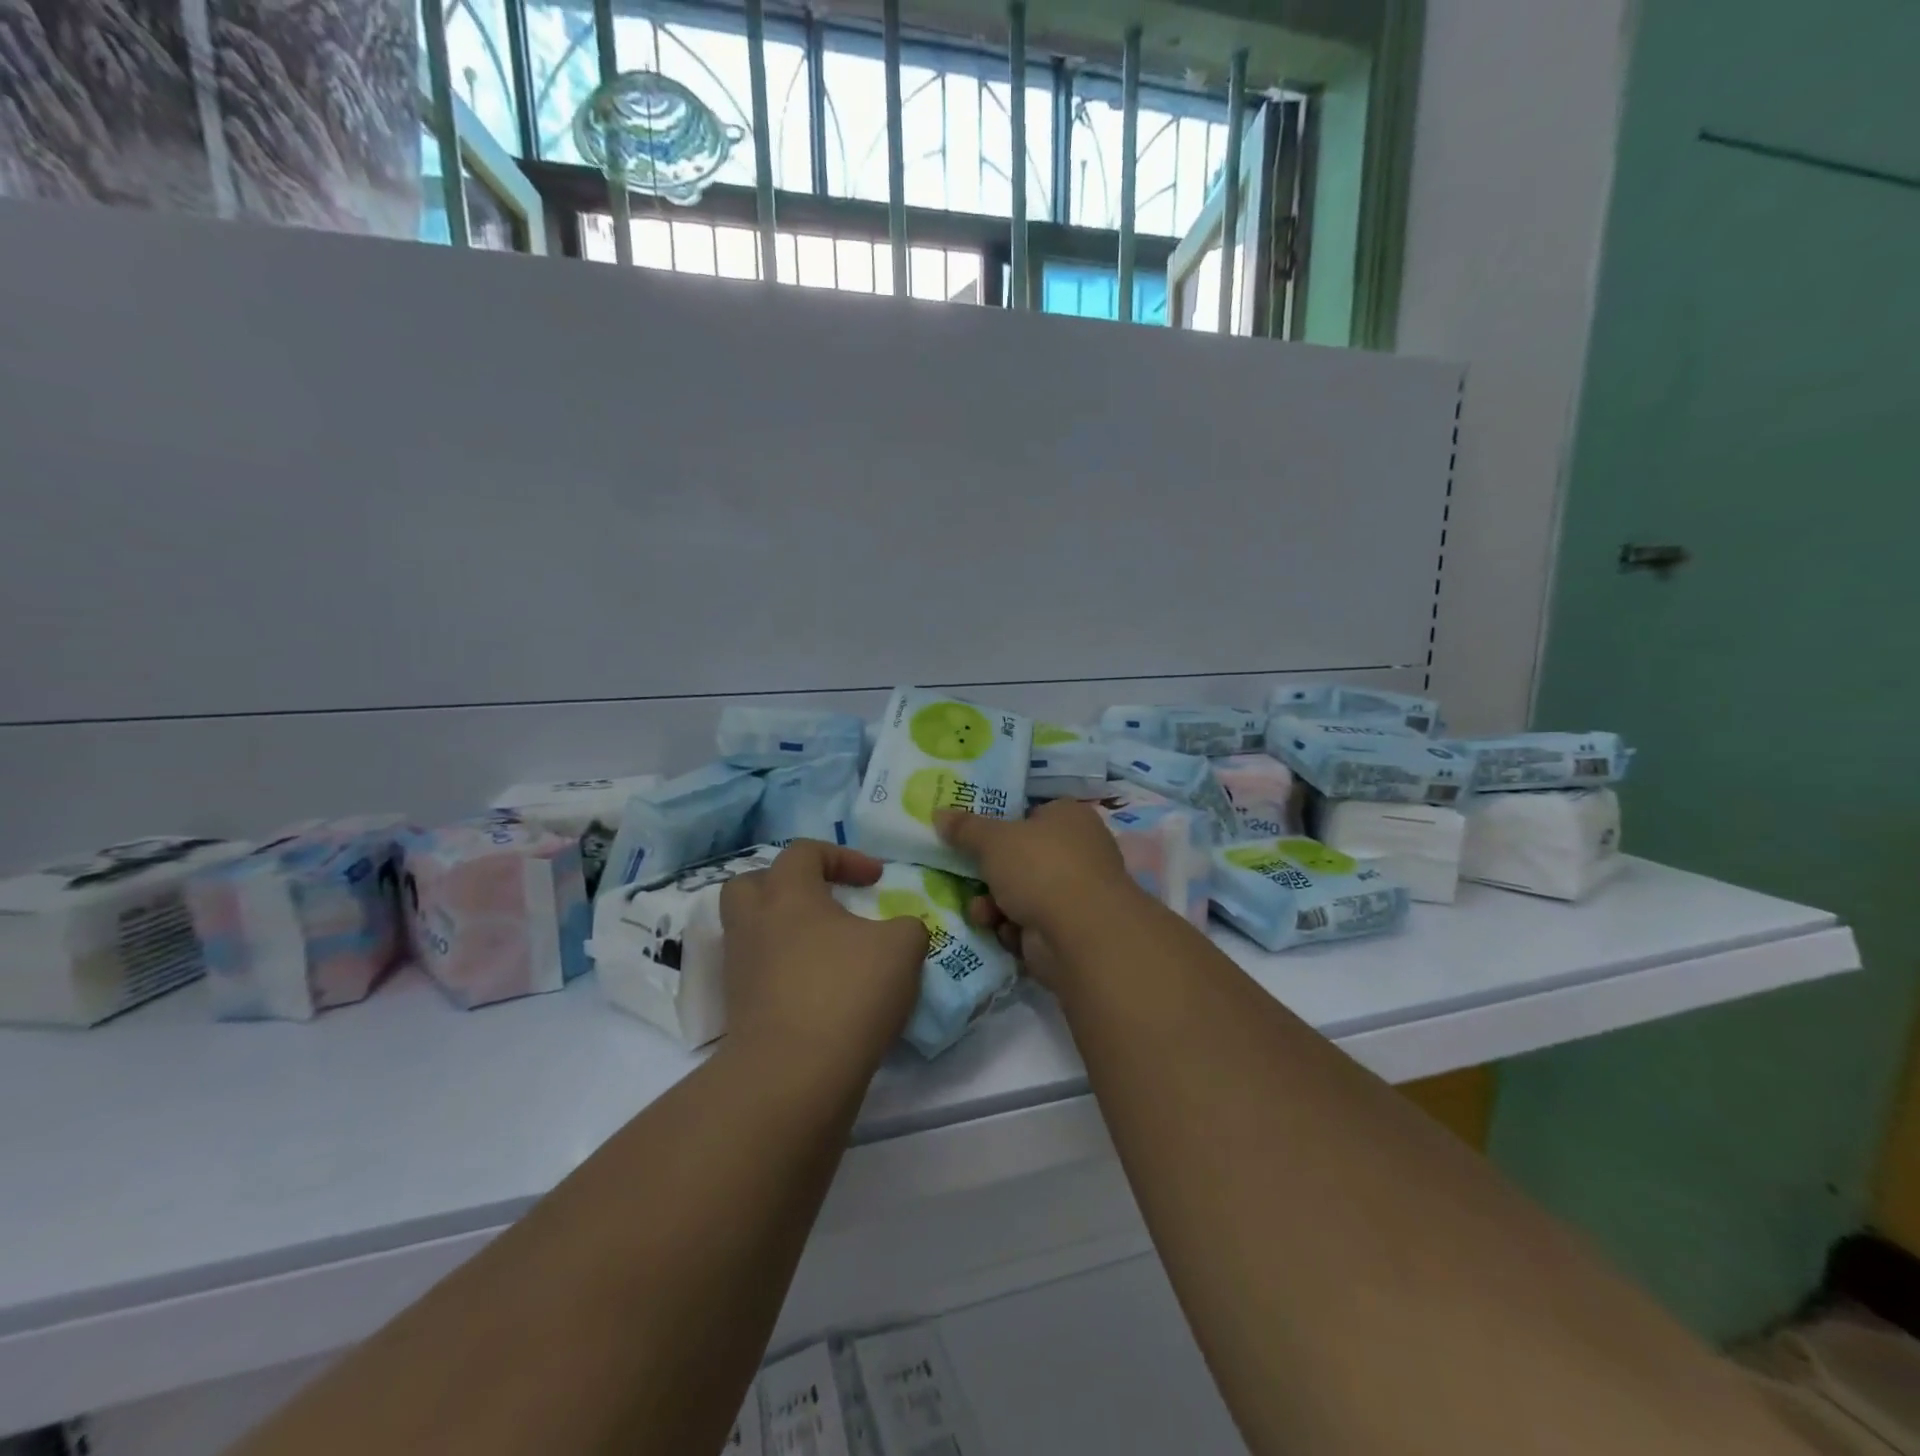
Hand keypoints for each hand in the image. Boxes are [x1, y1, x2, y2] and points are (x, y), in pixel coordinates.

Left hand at [719, 841, 927, 1077]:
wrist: (794, 1075)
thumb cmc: (848, 992)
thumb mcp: (902, 948)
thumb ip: (906, 927)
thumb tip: (899, 932)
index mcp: (788, 894)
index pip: (805, 852)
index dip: (844, 857)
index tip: (875, 880)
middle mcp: (754, 924)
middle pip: (753, 884)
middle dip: (788, 885)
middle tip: (822, 901)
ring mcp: (741, 969)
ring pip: (752, 931)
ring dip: (785, 931)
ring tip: (825, 949)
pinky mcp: (740, 1010)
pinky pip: (759, 973)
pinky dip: (784, 972)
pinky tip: (819, 989)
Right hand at [934, 801, 1140, 987]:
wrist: (1081, 934)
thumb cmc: (1041, 868)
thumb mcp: (993, 840)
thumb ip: (965, 828)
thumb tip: (938, 813)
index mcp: (1069, 817)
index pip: (1032, 814)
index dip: (1002, 825)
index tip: (972, 838)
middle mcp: (1078, 851)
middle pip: (1022, 858)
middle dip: (991, 874)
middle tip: (966, 878)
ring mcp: (1076, 893)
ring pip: (1021, 894)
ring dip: (995, 905)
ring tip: (982, 913)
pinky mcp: (1069, 930)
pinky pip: (1030, 924)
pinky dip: (1013, 929)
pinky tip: (1004, 932)